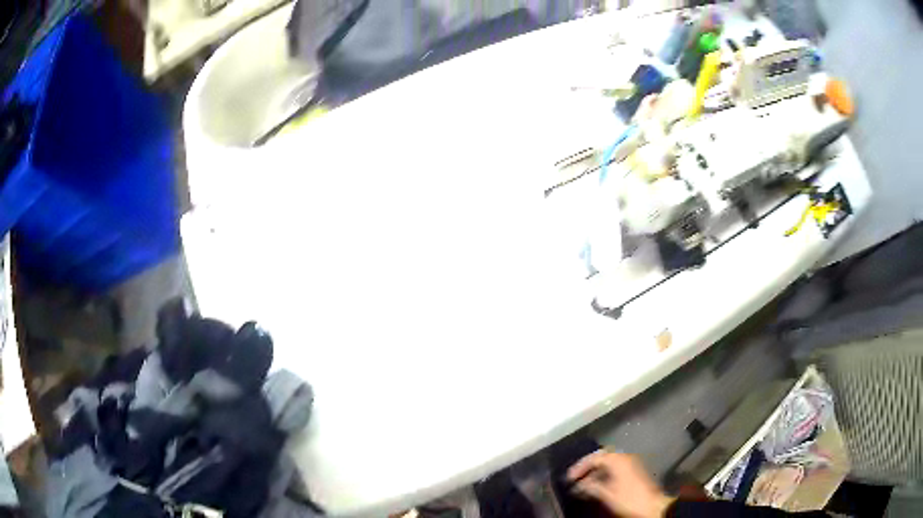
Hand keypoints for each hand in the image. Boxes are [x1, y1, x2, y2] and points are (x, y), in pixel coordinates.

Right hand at [567, 450, 674, 517]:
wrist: (653, 505)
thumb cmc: (629, 499)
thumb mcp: (607, 494)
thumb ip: (592, 486)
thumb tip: (579, 484)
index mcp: (618, 460)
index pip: (595, 457)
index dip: (580, 466)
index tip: (570, 477)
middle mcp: (625, 458)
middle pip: (602, 456)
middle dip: (588, 466)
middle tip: (576, 476)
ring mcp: (631, 463)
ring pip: (609, 462)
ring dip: (596, 471)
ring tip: (584, 483)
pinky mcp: (634, 470)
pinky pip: (615, 467)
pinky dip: (604, 473)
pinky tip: (597, 484)